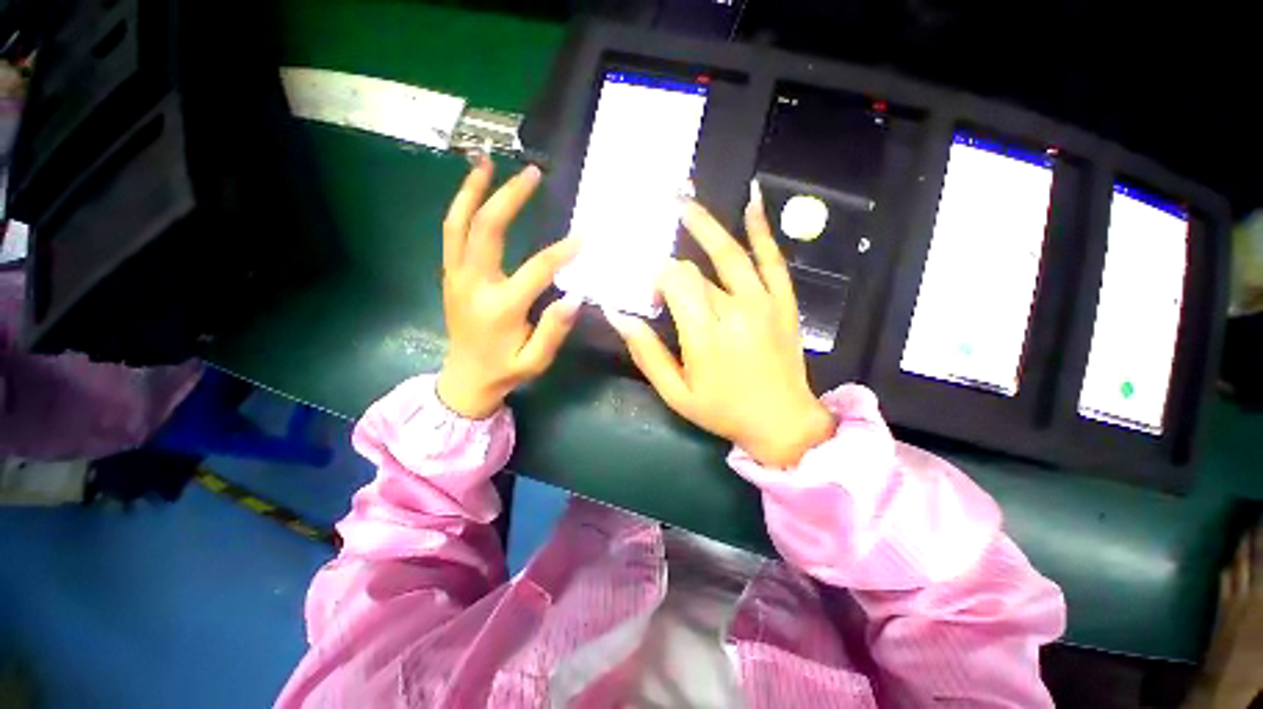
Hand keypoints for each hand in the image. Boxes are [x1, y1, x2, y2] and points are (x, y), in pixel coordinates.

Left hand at [436, 157, 580, 418]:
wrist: (464, 379)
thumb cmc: (505, 371)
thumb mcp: (536, 360)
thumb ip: (554, 330)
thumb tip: (575, 297)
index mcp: (501, 308)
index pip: (536, 270)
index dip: (561, 252)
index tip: (582, 238)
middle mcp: (474, 284)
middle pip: (487, 229)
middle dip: (510, 197)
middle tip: (532, 174)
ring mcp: (456, 276)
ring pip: (458, 223)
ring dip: (472, 190)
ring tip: (487, 161)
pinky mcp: (450, 275)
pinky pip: (452, 233)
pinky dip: (461, 206)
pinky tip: (474, 189)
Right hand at [605, 182, 835, 466]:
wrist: (781, 421)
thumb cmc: (722, 410)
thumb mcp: (675, 392)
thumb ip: (646, 352)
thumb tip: (617, 314)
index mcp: (704, 333)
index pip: (674, 283)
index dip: (657, 282)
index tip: (652, 299)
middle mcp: (734, 309)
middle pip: (695, 270)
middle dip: (673, 270)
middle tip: (662, 276)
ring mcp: (763, 301)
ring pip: (729, 253)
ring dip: (704, 224)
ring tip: (682, 200)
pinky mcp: (783, 301)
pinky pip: (773, 258)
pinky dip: (761, 228)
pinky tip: (751, 199)